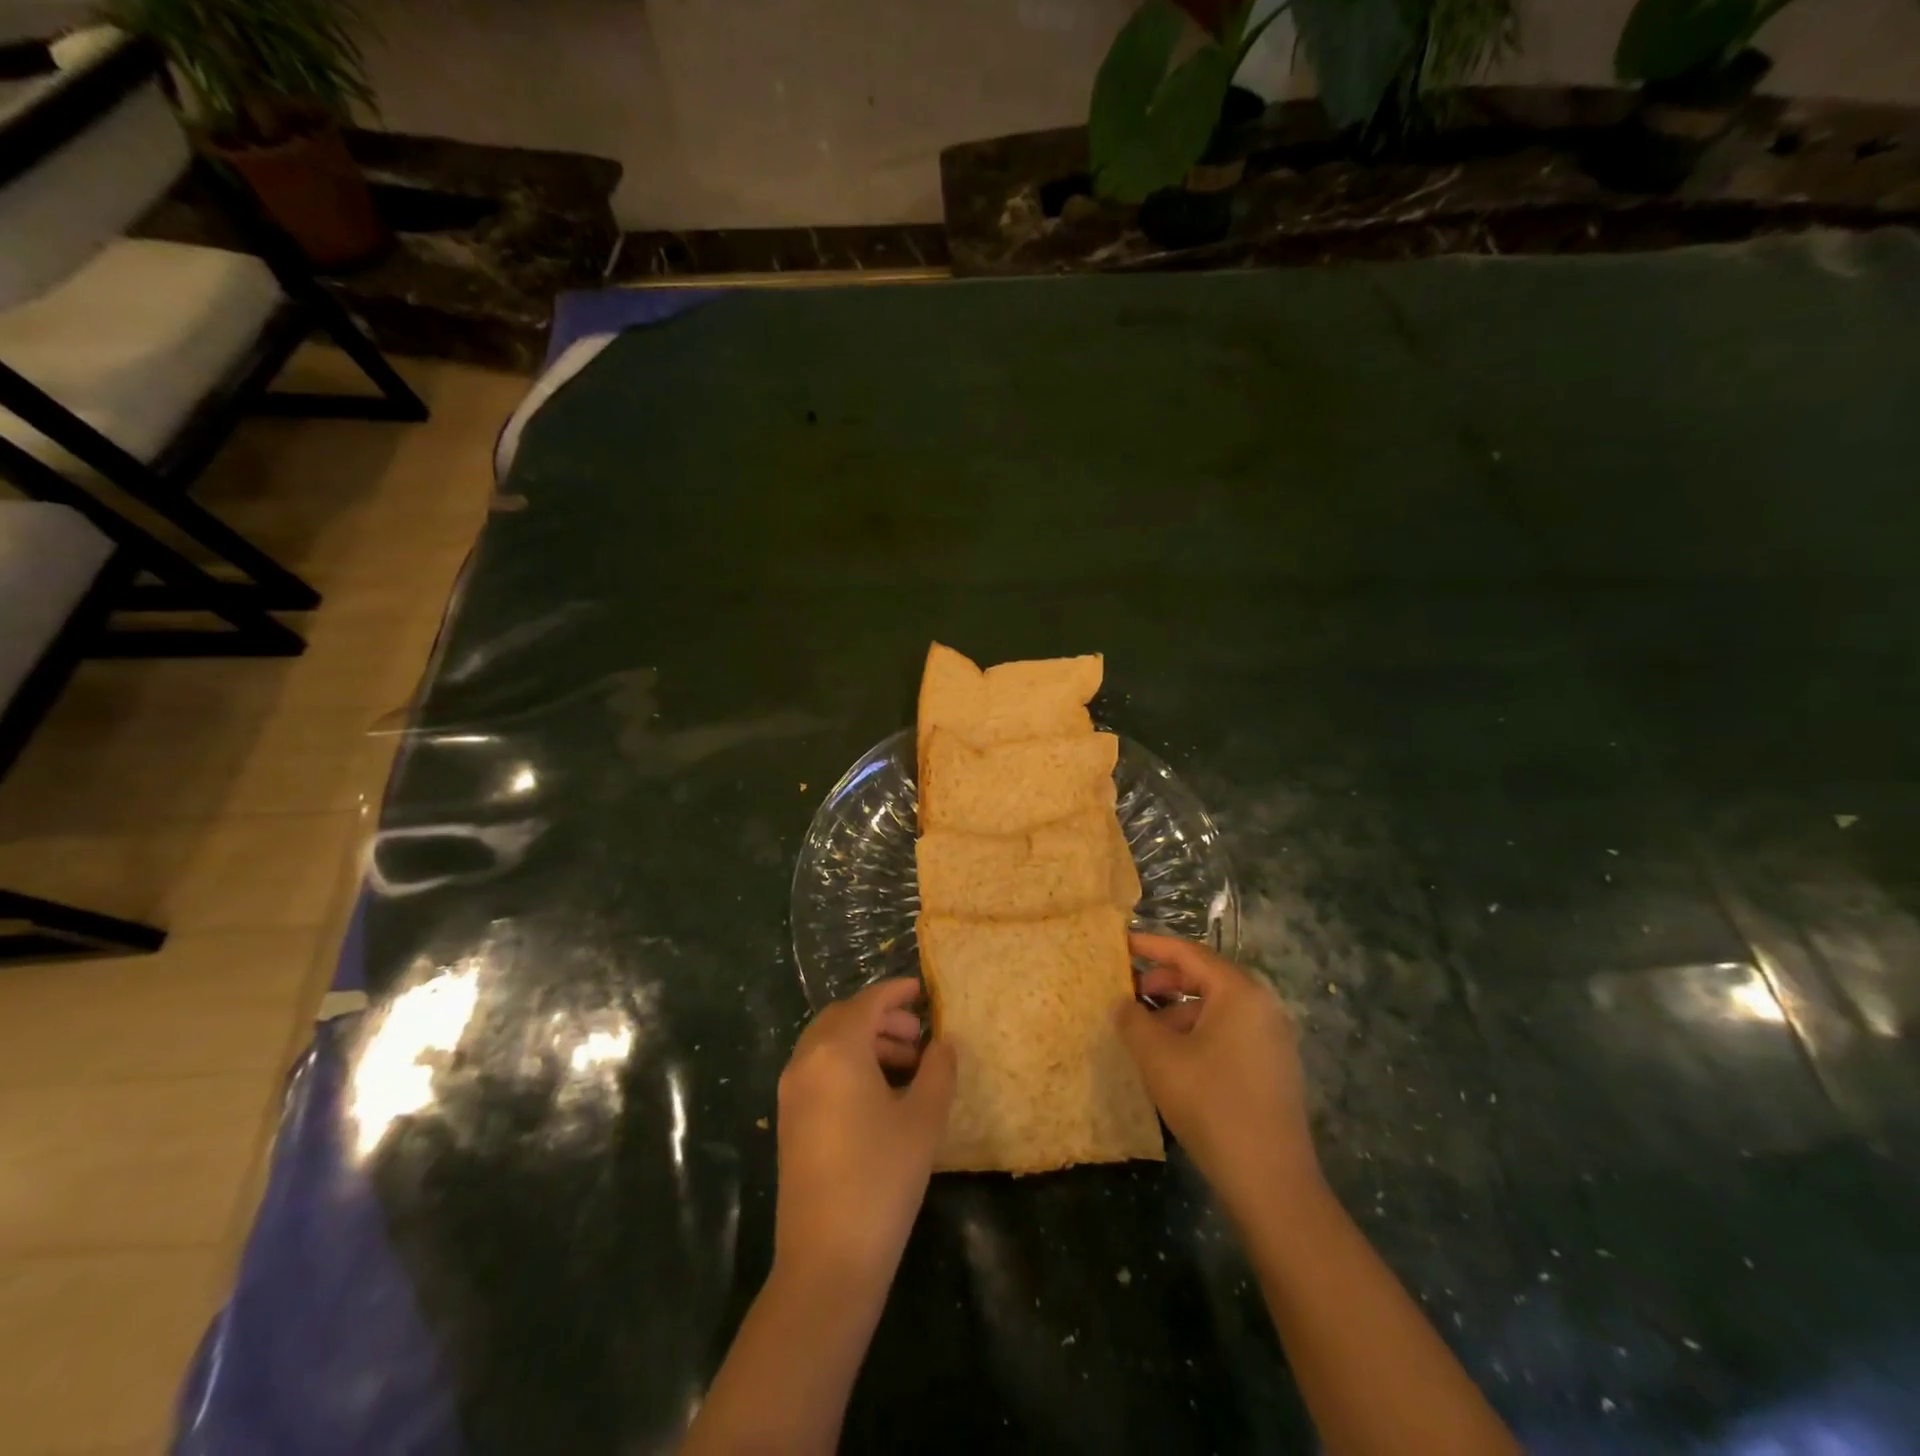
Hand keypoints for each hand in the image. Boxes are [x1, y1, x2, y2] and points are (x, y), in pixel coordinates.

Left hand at [774, 977, 956, 1296]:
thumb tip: (944, 1042)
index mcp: (836, 1050)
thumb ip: (938, 1070)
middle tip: (918, 1034)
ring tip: (906, 1065)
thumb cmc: (882, 1178)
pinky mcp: (789, 1121)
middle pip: (843, 1018)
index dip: (896, 992)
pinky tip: (880, 1094)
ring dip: (866, 1042)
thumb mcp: (923, 1119)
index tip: (922, 990)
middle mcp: (806, 1061)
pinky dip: (848, 1064)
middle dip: (881, 1018)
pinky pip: (819, 1070)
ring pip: (829, 1044)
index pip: (868, 1002)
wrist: (827, 1259)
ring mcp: (792, 1092)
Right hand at [1114, 934, 1322, 1224]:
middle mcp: (1262, 1007)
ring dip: (1176, 1012)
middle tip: (1128, 992)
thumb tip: (1122, 1003)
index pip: (1189, 953)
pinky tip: (1171, 1060)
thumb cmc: (1210, 1104)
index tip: (1120, 943)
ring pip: (1215, 1009)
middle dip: (1163, 982)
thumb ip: (1133, 1020)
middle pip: (1205, 978)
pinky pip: (1227, 1033)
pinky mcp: (1271, 1069)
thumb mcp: (1158, 1057)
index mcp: (1239, 993)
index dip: (1151, 946)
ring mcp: (1271, 1040)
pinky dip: (1196, 1034)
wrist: (1269, 1181)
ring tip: (1143, 1032)